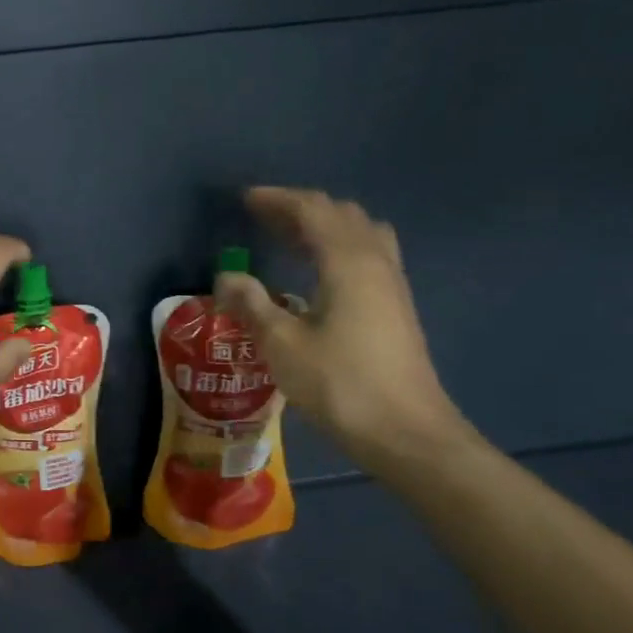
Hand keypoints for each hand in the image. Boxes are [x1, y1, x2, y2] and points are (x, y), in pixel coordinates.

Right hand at [217, 187, 466, 465]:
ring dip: (324, 227)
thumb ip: (252, 304)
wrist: (407, 433)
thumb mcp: (282, 345)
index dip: (278, 200)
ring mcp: (392, 286)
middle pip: (341, 215)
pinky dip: (337, 249)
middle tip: (263, 218)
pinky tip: (317, 275)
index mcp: (349, 263)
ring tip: (290, 239)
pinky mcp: (396, 308)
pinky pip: (367, 257)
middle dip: (301, 209)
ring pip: (360, 234)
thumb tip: (225, 275)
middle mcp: (376, 263)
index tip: (245, 200)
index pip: (313, 210)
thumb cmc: (340, 384)